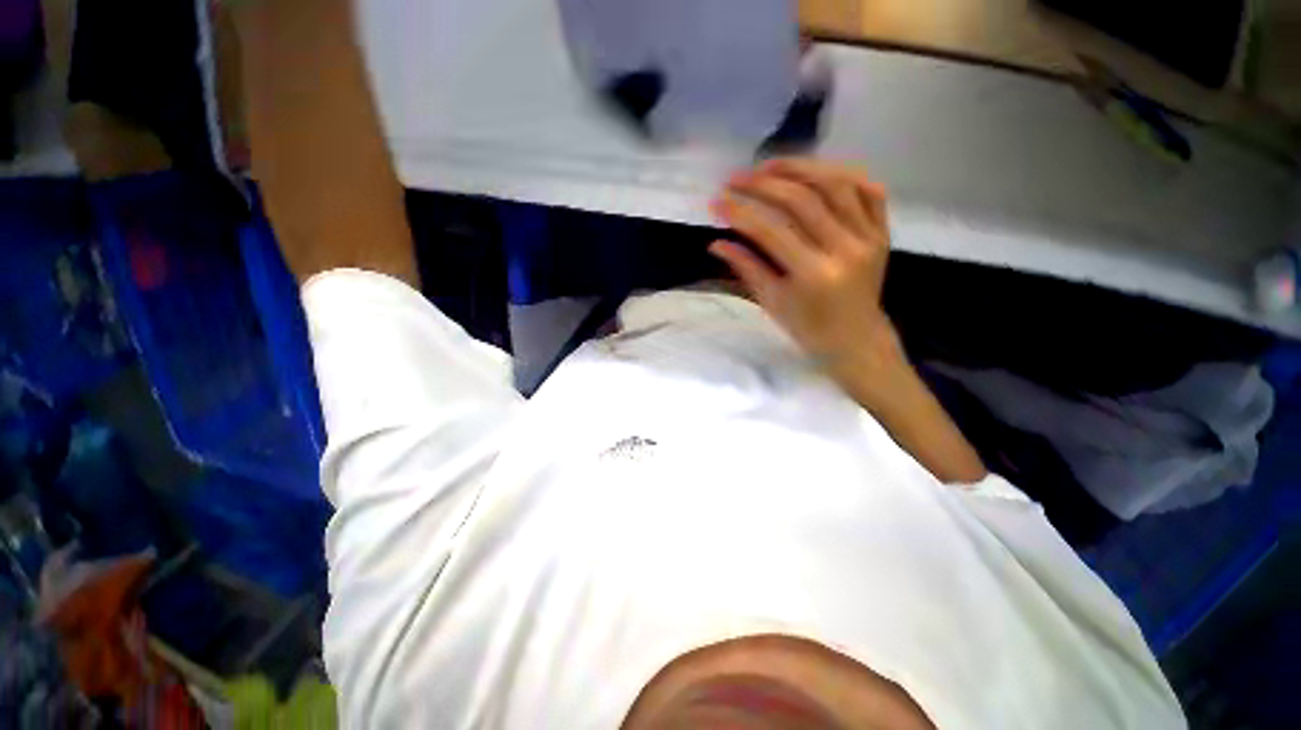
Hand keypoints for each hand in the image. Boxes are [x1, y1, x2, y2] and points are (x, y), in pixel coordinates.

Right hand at [710, 158, 904, 389]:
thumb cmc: (808, 328)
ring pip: (836, 184)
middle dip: (763, 184)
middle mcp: (844, 250)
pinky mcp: (882, 232)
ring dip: (799, 168)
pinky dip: (842, 173)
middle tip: (736, 178)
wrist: (856, 339)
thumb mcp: (772, 302)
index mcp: (813, 275)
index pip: (770, 233)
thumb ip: (746, 267)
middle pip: (801, 201)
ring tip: (769, 166)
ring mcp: (869, 237)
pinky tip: (815, 172)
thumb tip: (716, 243)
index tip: (716, 202)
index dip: (740, 214)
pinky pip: (868, 189)